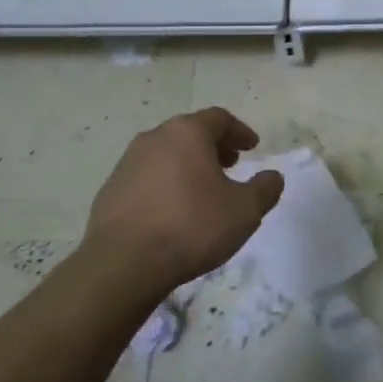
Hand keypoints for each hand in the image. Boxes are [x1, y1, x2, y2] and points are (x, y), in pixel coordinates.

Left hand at [85, 107, 283, 291]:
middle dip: (213, 146)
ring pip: (166, 153)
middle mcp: (155, 138)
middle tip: (230, 165)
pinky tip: (173, 210)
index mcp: (187, 133)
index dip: (239, 131)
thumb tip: (272, 177)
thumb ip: (265, 189)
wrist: (123, 263)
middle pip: (190, 132)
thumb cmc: (192, 226)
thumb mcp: (245, 211)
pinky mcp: (110, 190)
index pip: (219, 118)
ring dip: (188, 164)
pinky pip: (147, 177)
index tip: (252, 147)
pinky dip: (166, 183)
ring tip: (203, 190)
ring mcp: (127, 163)